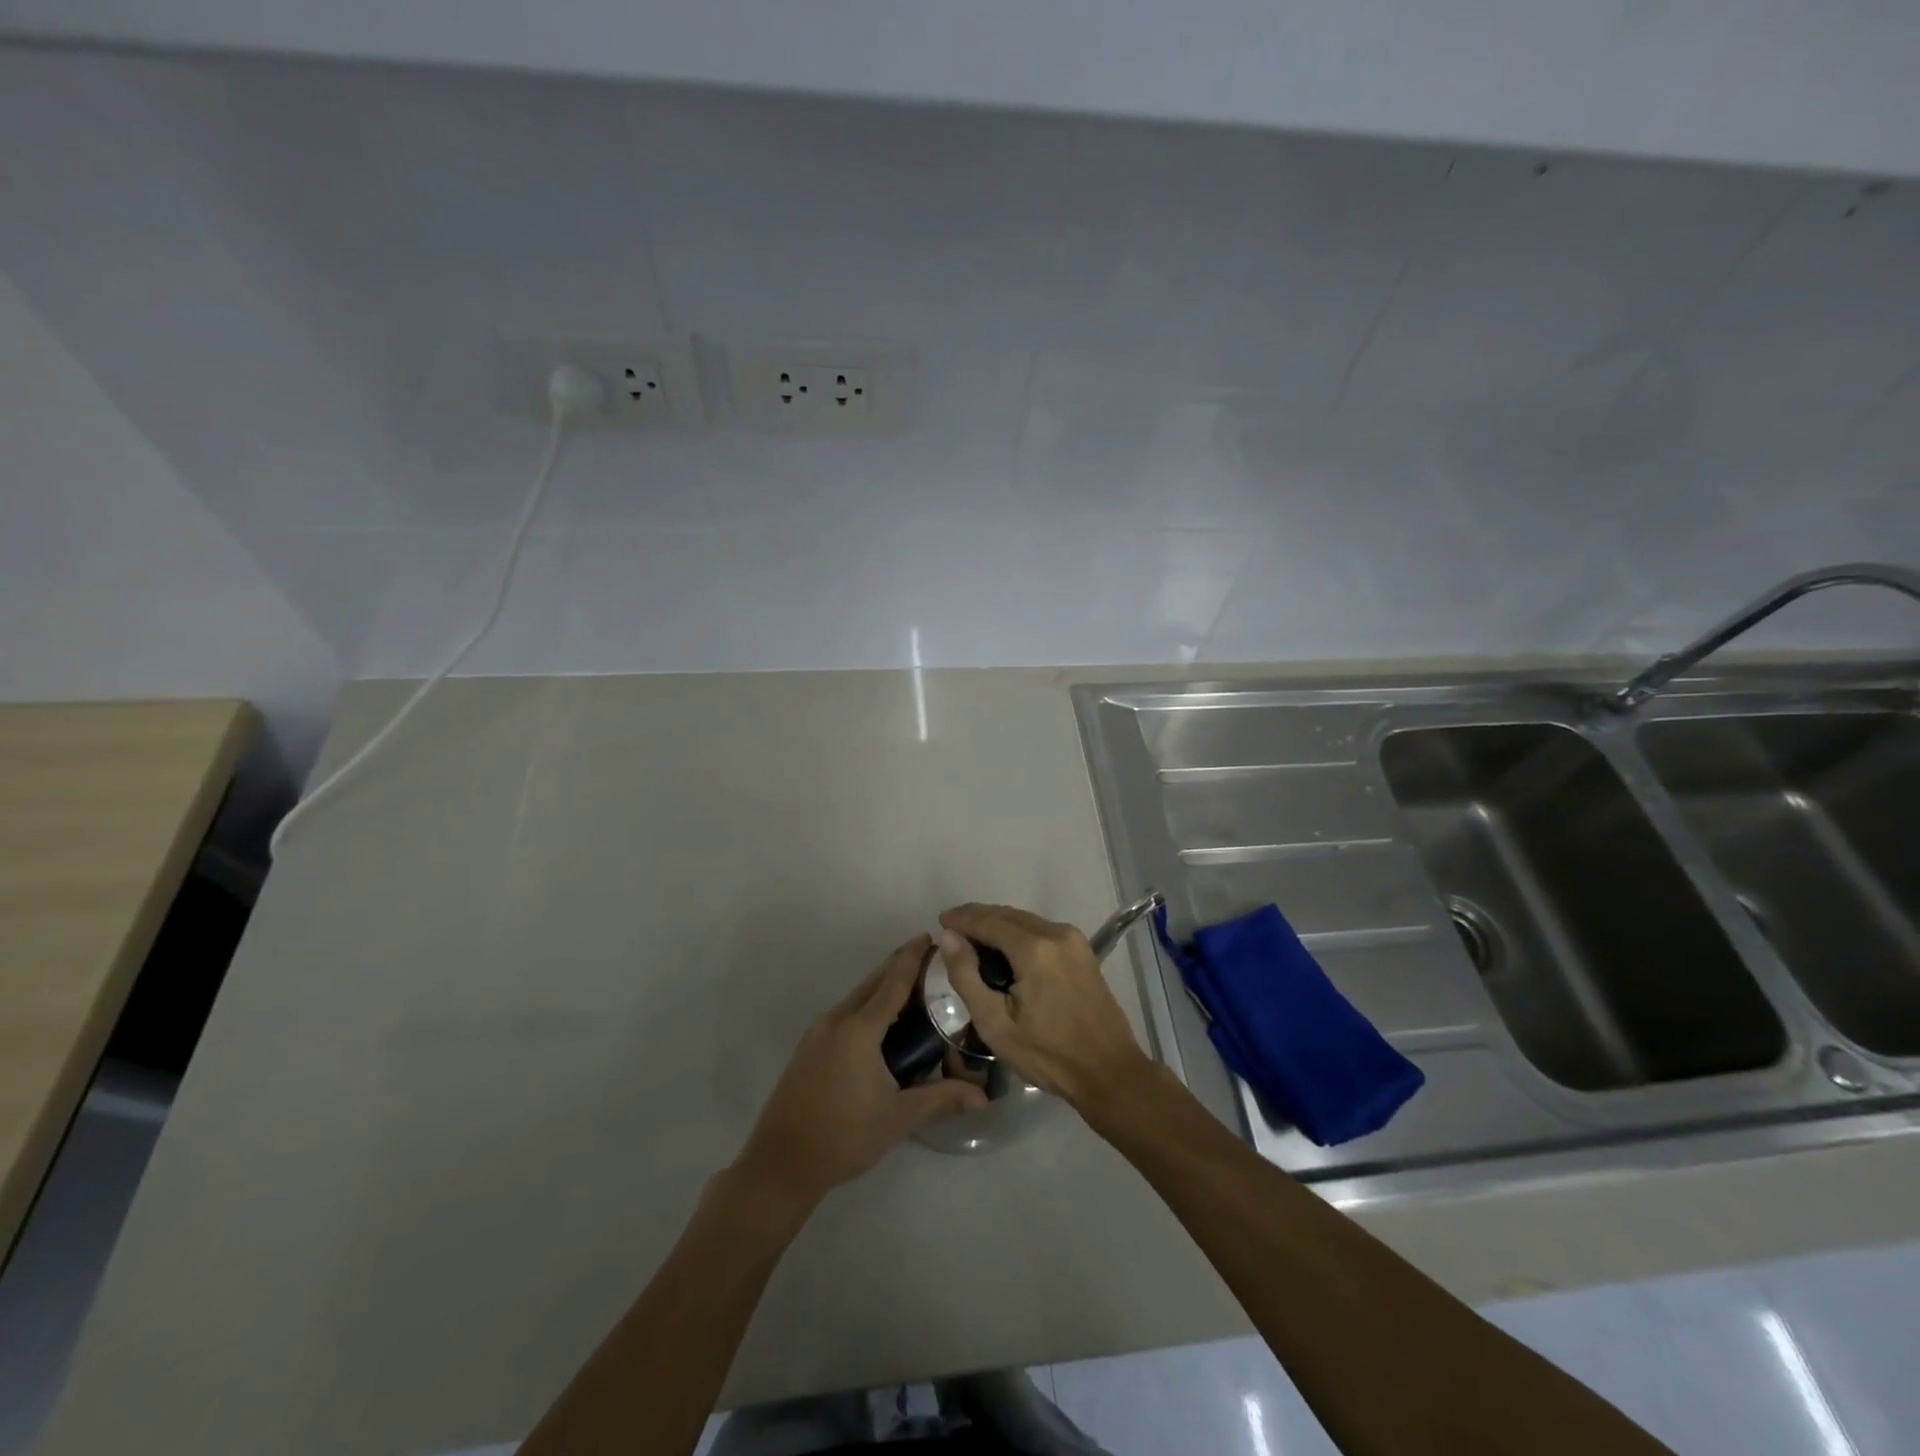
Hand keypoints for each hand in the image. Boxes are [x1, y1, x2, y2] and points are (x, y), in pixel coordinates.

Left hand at [732, 935, 985, 1212]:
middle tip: (929, 960)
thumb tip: (982, 1096)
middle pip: (873, 983)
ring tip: (911, 991)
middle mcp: (836, 1020)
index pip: (893, 981)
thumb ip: (941, 1098)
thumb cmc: (843, 1136)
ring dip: (881, 988)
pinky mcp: (807, 1048)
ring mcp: (817, 1033)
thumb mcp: (898, 1118)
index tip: (930, 935)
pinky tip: (879, 1025)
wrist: (781, 1163)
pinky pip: (843, 1014)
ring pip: (856, 998)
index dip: (913, 957)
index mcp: (859, 1029)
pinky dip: (865, 1006)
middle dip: (899, 966)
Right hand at [937, 904, 1151, 1105]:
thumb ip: (967, 976)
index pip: (988, 921)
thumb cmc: (1048, 1055)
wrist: (1109, 1072)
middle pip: (1008, 915)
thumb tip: (948, 938)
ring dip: (998, 923)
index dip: (962, 919)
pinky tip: (1005, 948)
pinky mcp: (1083, 951)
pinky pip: (1042, 930)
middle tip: (952, 927)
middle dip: (978, 917)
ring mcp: (1074, 940)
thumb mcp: (996, 1024)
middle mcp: (1056, 933)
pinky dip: (1018, 932)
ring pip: (1026, 920)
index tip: (940, 920)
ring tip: (973, 937)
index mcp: (1035, 949)